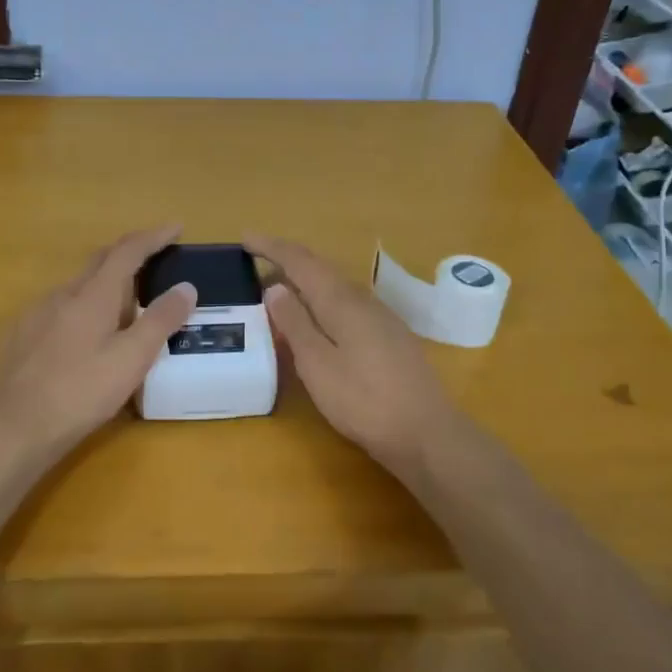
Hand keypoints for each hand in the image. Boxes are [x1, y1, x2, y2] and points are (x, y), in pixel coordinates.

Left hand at [0, 226, 198, 467]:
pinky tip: (87, 334)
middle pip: (99, 261)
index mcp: (92, 295)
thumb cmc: (81, 393)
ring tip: (127, 304)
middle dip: (129, 253)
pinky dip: (84, 306)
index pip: (127, 252)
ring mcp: (37, 314)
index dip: (153, 237)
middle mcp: (63, 294)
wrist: (15, 429)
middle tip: (155, 259)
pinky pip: (60, 307)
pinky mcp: (22, 335)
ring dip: (106, 283)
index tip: (175, 227)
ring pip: (78, 286)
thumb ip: (161, 320)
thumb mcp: (132, 359)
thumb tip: (186, 286)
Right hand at [247, 234, 462, 474]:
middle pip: (320, 269)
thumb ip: (295, 323)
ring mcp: (380, 317)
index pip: (301, 261)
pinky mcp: (389, 336)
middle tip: (256, 262)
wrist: (426, 433)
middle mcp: (362, 299)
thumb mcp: (318, 364)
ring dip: (304, 282)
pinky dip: (321, 301)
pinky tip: (316, 320)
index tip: (245, 238)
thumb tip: (275, 287)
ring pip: (334, 286)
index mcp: (340, 301)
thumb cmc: (363, 400)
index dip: (271, 247)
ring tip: (278, 291)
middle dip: (286, 261)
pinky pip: (346, 304)